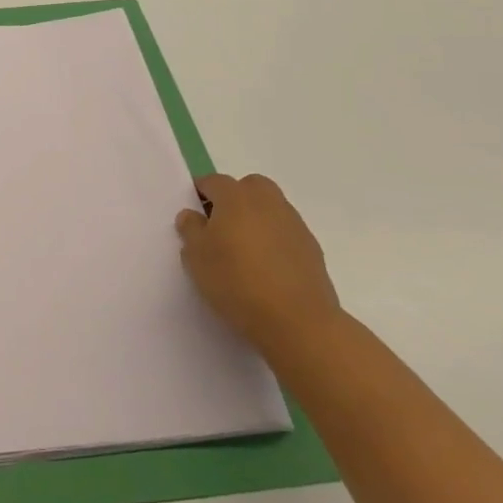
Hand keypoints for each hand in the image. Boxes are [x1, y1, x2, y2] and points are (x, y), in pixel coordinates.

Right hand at [175, 172, 341, 357]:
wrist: (297, 321)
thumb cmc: (236, 282)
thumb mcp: (196, 257)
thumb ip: (190, 229)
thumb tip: (193, 215)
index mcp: (236, 197)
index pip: (213, 181)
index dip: (200, 194)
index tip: (193, 215)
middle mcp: (267, 202)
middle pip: (249, 187)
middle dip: (234, 199)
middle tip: (220, 228)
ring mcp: (294, 224)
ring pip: (270, 209)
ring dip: (256, 220)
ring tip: (243, 252)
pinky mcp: (312, 248)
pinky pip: (285, 233)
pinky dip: (274, 241)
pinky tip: (266, 269)